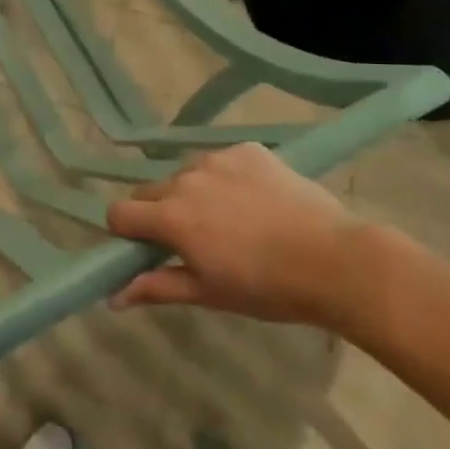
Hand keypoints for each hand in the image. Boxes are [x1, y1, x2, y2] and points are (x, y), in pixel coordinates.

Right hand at [107, 143, 380, 326]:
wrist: (337, 261)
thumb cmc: (268, 287)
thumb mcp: (208, 293)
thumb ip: (156, 287)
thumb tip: (112, 297)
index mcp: (170, 216)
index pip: (118, 213)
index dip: (126, 233)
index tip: (149, 250)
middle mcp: (185, 179)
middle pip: (150, 191)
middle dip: (160, 213)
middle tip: (194, 240)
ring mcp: (218, 159)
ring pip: (186, 174)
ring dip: (194, 194)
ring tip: (232, 220)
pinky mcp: (248, 150)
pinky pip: (221, 161)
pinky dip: (228, 178)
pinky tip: (256, 201)